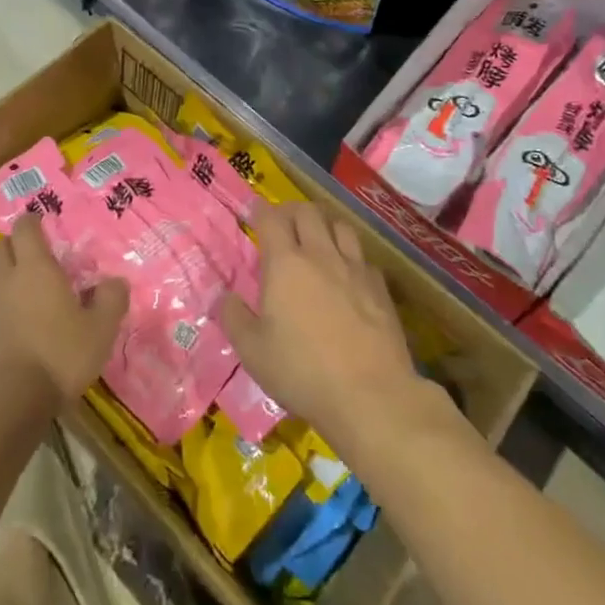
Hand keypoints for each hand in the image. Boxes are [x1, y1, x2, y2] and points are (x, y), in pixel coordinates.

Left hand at [0, 214, 128, 411]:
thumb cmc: (55, 360)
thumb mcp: (99, 333)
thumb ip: (111, 301)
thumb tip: (116, 281)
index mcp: (35, 268)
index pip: (26, 228)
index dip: (32, 223)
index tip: (40, 225)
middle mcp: (1, 277)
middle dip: (10, 246)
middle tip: (25, 259)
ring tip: (4, 288)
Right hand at [217, 202, 421, 451]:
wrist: (370, 394)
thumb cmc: (302, 371)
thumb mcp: (252, 351)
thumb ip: (233, 317)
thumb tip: (223, 296)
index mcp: (285, 263)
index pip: (272, 218)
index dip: (261, 210)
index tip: (254, 211)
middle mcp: (321, 255)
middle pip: (308, 212)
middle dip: (292, 211)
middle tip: (283, 223)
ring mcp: (355, 268)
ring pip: (340, 226)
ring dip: (324, 224)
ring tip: (316, 237)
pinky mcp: (380, 288)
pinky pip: (363, 256)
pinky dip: (350, 254)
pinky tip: (347, 272)